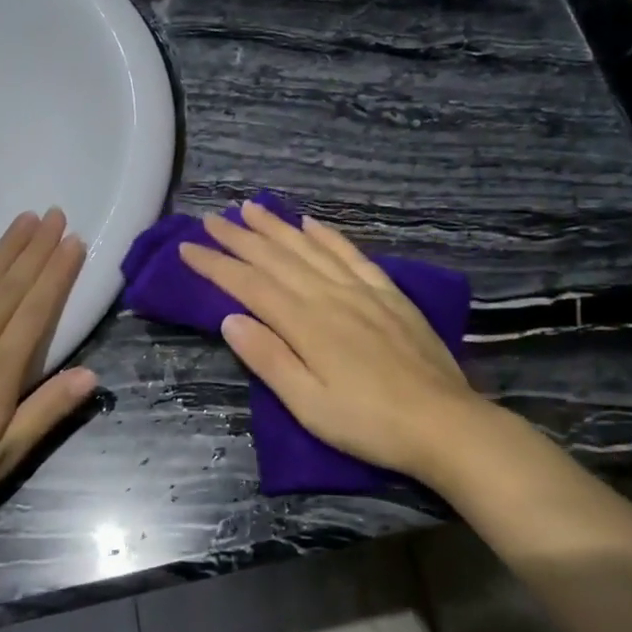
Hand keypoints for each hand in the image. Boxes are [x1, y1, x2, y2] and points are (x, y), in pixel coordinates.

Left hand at [0, 209, 98, 535]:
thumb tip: (91, 375)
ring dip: (5, 248)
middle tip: (56, 214)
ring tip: (26, 219)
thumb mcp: (2, 459)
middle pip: (9, 286)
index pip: (35, 310)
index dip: (57, 273)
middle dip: (36, 248)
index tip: (74, 241)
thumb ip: (46, 412)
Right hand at [178, 200, 483, 482]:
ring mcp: (362, 291)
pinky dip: (328, 236)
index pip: (250, 285)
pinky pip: (351, 255)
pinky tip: (312, 223)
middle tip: (210, 219)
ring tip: (251, 208)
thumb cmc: (369, 423)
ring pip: (310, 248)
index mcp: (305, 324)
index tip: (187, 248)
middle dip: (239, 238)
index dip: (216, 265)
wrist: (444, 423)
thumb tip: (231, 319)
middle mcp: (329, 296)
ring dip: (277, 227)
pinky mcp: (388, 295)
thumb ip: (269, 359)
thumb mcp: (309, 405)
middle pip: (276, 259)